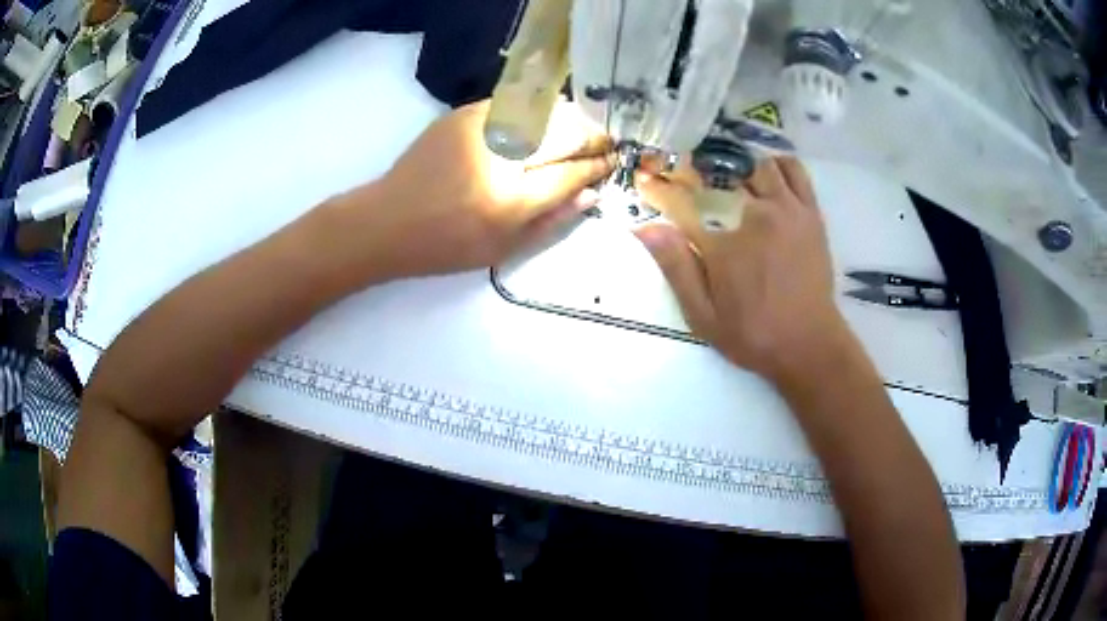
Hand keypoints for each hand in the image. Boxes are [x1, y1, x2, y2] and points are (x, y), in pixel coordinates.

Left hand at [334, 100, 613, 278]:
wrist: (386, 221)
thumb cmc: (445, 246)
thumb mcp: (503, 250)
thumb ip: (552, 221)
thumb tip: (591, 194)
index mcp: (512, 199)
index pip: (571, 173)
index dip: (597, 165)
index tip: (613, 160)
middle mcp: (501, 157)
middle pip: (563, 134)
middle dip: (591, 137)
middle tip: (603, 142)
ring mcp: (481, 129)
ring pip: (543, 112)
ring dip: (568, 119)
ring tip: (578, 129)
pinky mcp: (463, 115)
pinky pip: (513, 104)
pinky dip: (535, 110)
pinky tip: (540, 121)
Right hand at [635, 157, 849, 382]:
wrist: (808, 344)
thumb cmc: (753, 334)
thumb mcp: (703, 315)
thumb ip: (677, 270)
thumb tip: (645, 229)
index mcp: (724, 246)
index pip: (681, 203)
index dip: (658, 189)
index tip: (645, 180)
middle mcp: (756, 217)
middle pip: (724, 172)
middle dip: (704, 171)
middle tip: (697, 180)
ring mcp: (788, 211)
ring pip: (763, 166)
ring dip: (746, 169)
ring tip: (738, 181)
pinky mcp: (810, 214)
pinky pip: (795, 172)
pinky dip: (780, 166)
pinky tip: (771, 177)